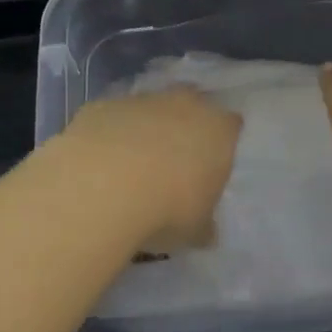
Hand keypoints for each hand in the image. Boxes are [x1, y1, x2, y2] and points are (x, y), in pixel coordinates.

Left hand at [57, 87, 241, 250]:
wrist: (105, 186)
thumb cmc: (168, 208)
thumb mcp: (195, 229)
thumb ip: (204, 225)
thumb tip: (205, 231)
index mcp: (218, 130)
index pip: (231, 126)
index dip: (221, 143)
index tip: (211, 165)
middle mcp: (184, 105)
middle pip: (191, 104)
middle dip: (184, 125)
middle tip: (174, 159)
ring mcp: (141, 100)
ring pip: (149, 108)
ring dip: (145, 129)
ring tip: (132, 165)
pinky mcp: (104, 105)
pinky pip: (112, 118)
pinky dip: (110, 134)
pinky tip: (101, 162)